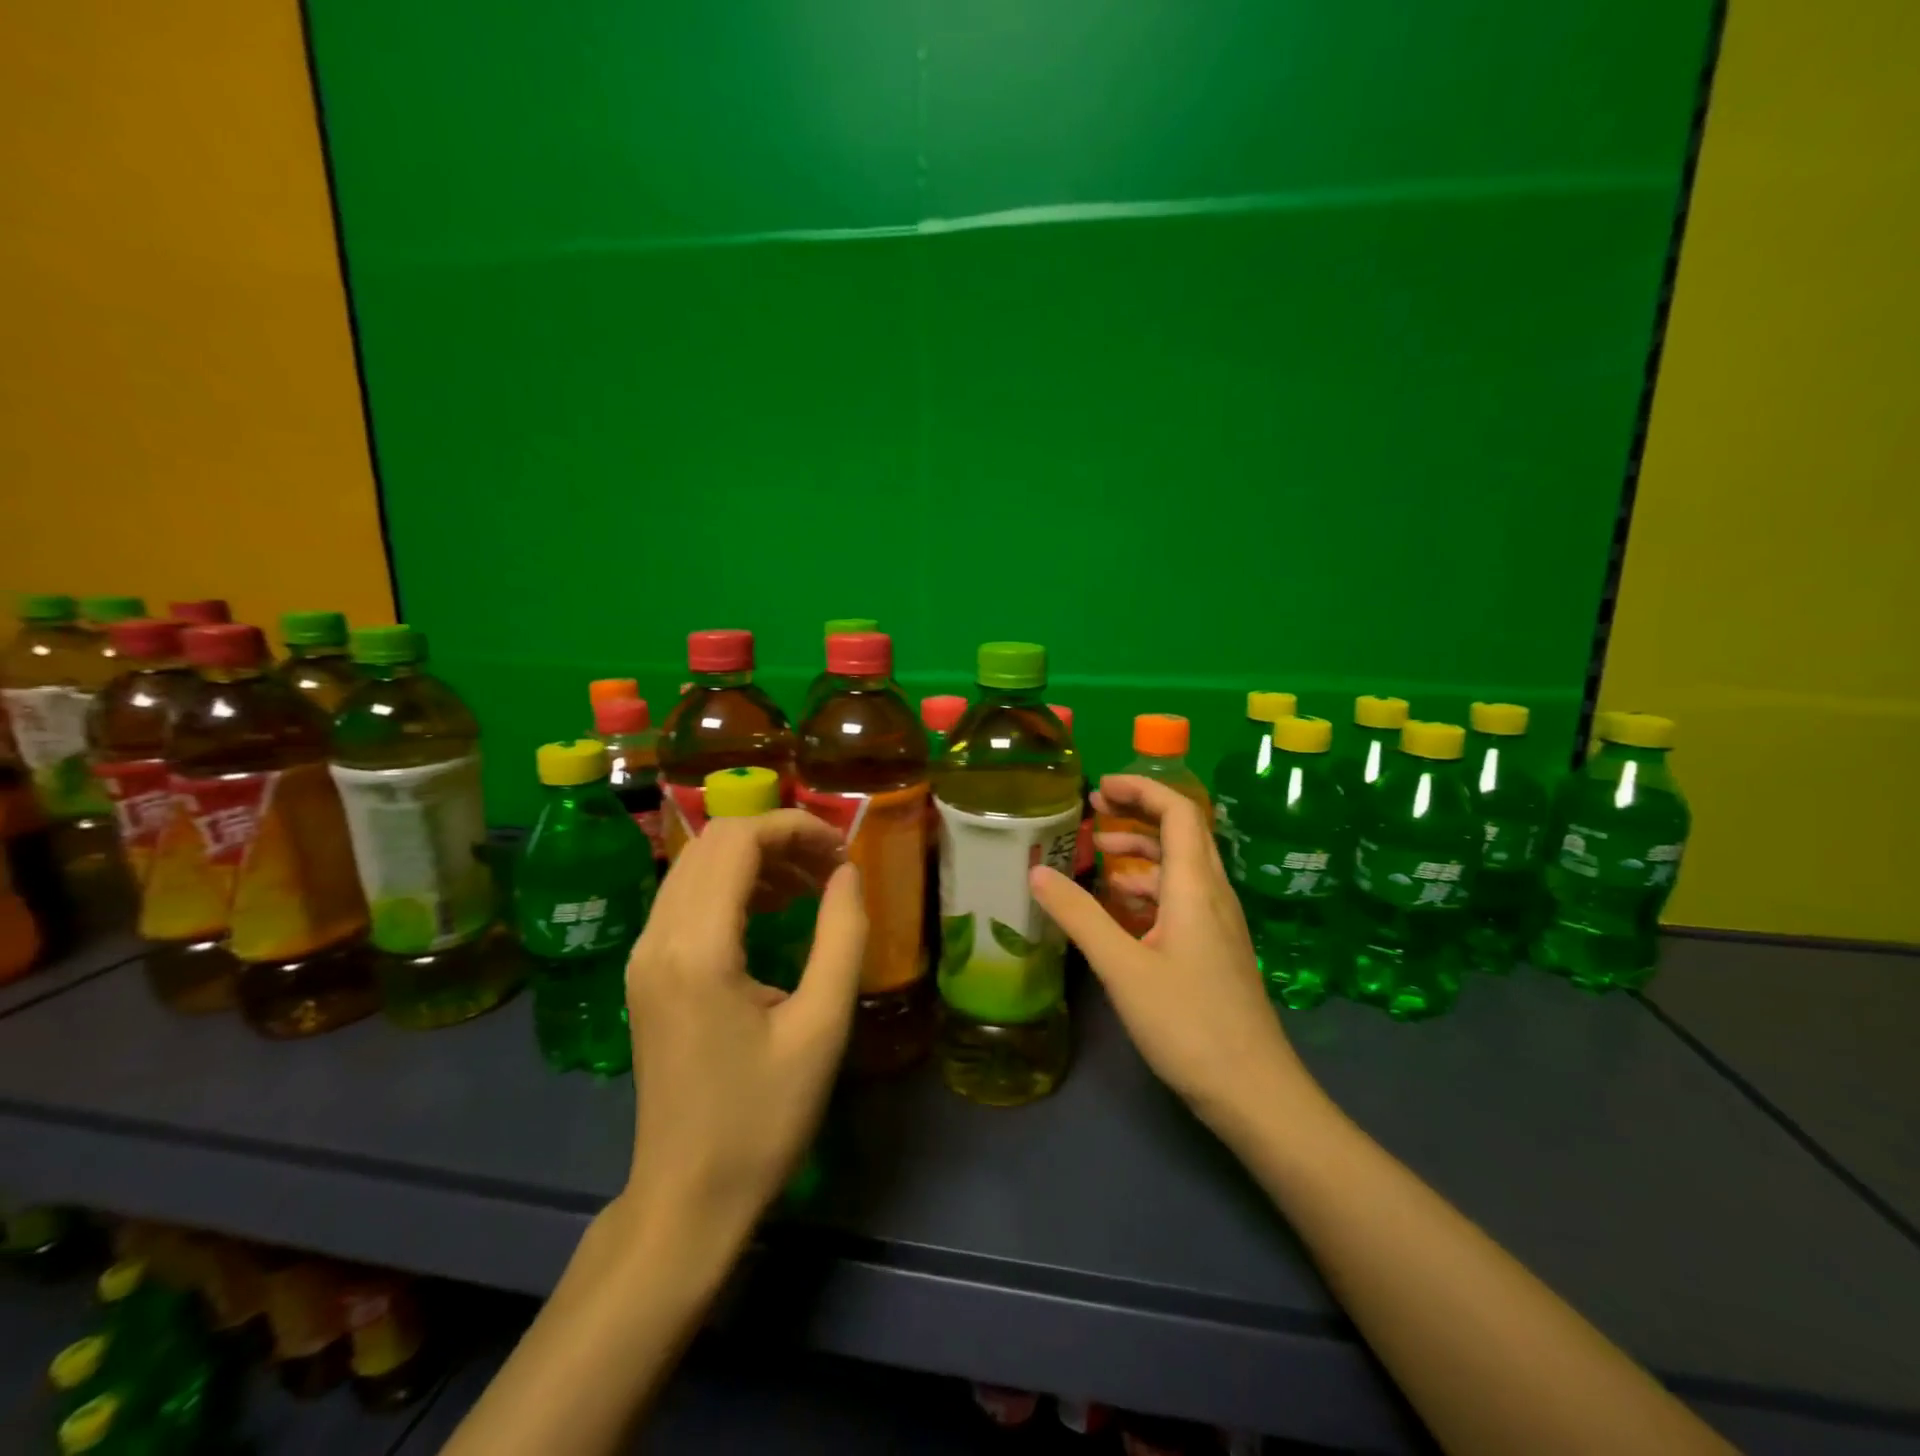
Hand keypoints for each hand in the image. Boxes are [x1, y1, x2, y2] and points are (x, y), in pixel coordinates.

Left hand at [620, 811, 866, 1239]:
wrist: (686, 1198)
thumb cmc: (763, 1118)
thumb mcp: (822, 1026)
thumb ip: (842, 936)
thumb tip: (848, 873)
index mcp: (698, 948)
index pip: (738, 840)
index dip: (796, 828)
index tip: (843, 853)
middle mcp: (658, 937)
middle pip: (713, 841)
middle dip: (778, 838)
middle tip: (831, 869)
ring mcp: (643, 954)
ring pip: (696, 864)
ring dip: (756, 858)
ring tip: (809, 886)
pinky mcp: (645, 972)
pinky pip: (686, 897)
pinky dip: (732, 885)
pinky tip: (771, 911)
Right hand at [1030, 774, 1311, 1133]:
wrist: (1255, 1093)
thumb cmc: (1189, 1025)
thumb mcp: (1124, 968)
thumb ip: (1079, 916)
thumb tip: (1037, 871)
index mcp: (1197, 887)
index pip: (1178, 812)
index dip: (1141, 790)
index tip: (1098, 787)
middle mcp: (1213, 895)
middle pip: (1182, 833)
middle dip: (1137, 813)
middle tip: (1092, 811)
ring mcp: (1218, 924)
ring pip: (1181, 868)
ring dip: (1141, 851)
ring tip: (1098, 854)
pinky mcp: (1215, 950)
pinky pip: (1181, 899)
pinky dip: (1149, 888)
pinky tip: (1120, 907)